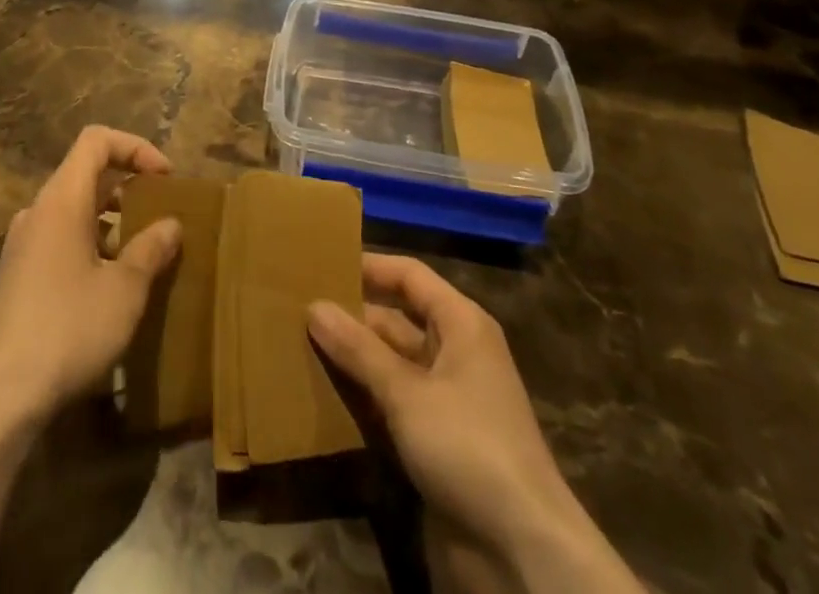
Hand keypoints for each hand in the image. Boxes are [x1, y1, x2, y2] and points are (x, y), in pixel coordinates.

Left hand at [0, 126, 181, 430]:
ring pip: (73, 209)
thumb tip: (171, 224)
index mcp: (62, 200)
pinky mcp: (14, 276)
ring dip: (110, 219)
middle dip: (128, 185)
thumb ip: (151, 249)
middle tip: (159, 213)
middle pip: (85, 173)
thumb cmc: (68, 330)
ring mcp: (21, 245)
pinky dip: (89, 243)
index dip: (135, 147)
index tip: (165, 178)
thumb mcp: (125, 290)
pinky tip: (107, 286)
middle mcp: (37, 211)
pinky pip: (58, 238)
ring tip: (140, 254)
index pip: (96, 141)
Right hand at [310, 255, 643, 592]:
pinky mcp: (436, 443)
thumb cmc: (468, 446)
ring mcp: (446, 400)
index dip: (369, 266)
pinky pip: (392, 405)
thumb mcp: (407, 392)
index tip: (322, 263)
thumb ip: (359, 349)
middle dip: (352, 317)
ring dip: (352, 360)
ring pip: (390, 364)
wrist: (522, 554)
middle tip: (297, 309)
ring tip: (298, 347)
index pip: (409, 276)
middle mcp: (455, 353)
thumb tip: (314, 306)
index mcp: (461, 324)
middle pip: (396, 320)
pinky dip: (363, 398)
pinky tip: (322, 397)